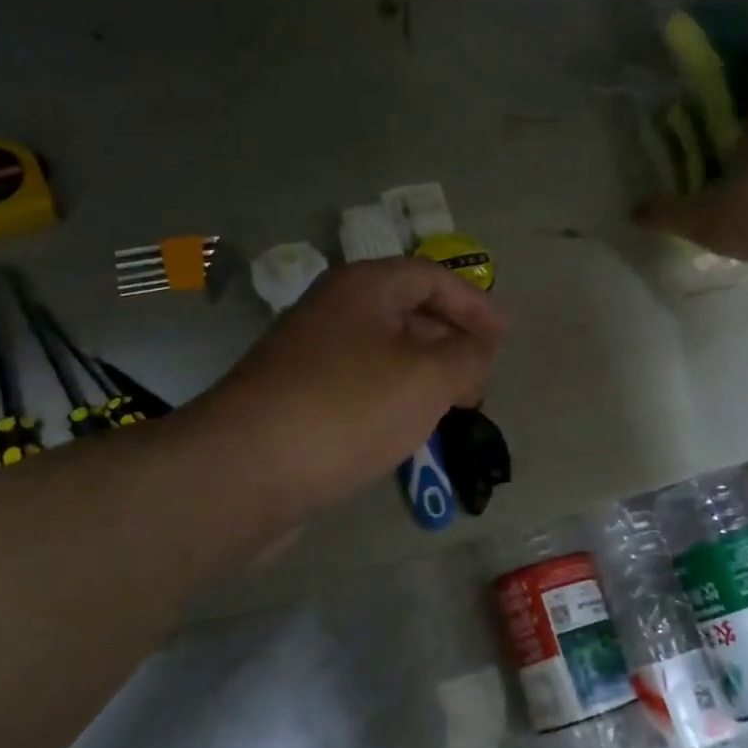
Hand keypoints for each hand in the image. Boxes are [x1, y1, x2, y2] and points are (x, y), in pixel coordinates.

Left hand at [206, 258, 507, 515]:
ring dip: (423, 373)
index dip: (474, 303)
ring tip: (454, 406)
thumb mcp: (426, 378)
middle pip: (406, 311)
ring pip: (382, 352)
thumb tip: (481, 347)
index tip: (504, 338)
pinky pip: (359, 385)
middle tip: (482, 377)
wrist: (243, 470)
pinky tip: (406, 429)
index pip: (430, 277)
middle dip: (451, 341)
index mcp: (362, 288)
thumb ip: (467, 356)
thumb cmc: (347, 409)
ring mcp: (308, 356)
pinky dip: (392, 397)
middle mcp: (332, 311)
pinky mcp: (296, 398)